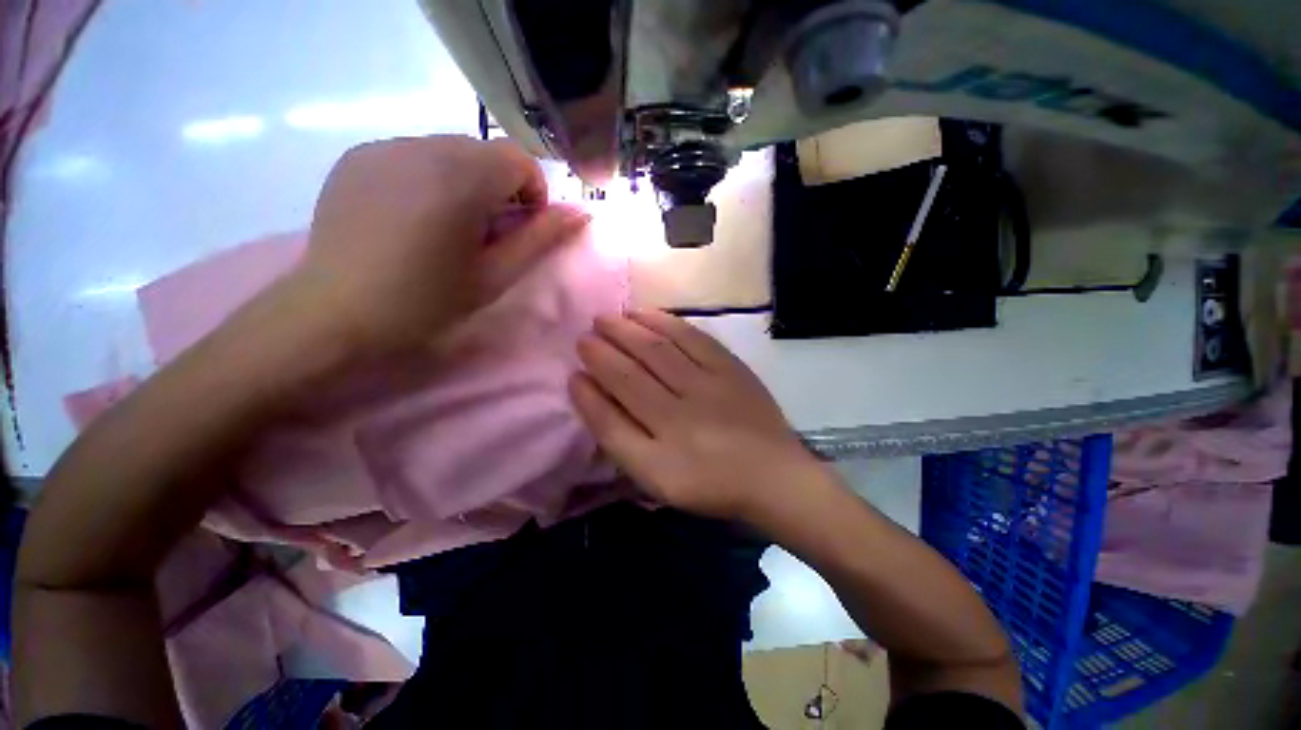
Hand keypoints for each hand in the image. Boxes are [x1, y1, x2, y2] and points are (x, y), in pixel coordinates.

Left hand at [289, 135, 590, 354]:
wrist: (335, 315)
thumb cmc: (427, 303)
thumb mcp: (496, 275)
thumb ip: (541, 238)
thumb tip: (582, 213)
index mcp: (460, 177)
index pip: (521, 160)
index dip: (532, 195)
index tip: (518, 230)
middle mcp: (420, 145)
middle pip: (486, 152)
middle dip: (499, 188)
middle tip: (484, 235)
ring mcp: (382, 146)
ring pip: (450, 150)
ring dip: (466, 181)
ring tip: (447, 227)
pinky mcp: (357, 155)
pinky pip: (413, 154)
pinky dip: (429, 177)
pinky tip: (412, 217)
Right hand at [570, 310, 824, 520]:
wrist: (773, 475)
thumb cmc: (711, 483)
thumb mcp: (656, 480)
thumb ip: (620, 440)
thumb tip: (589, 393)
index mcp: (660, 457)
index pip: (610, 419)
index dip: (587, 394)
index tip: (572, 372)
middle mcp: (681, 417)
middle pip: (630, 375)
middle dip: (601, 351)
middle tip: (585, 334)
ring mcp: (708, 388)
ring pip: (657, 350)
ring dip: (627, 330)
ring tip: (607, 318)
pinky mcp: (730, 368)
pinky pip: (692, 338)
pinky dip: (664, 323)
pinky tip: (645, 314)